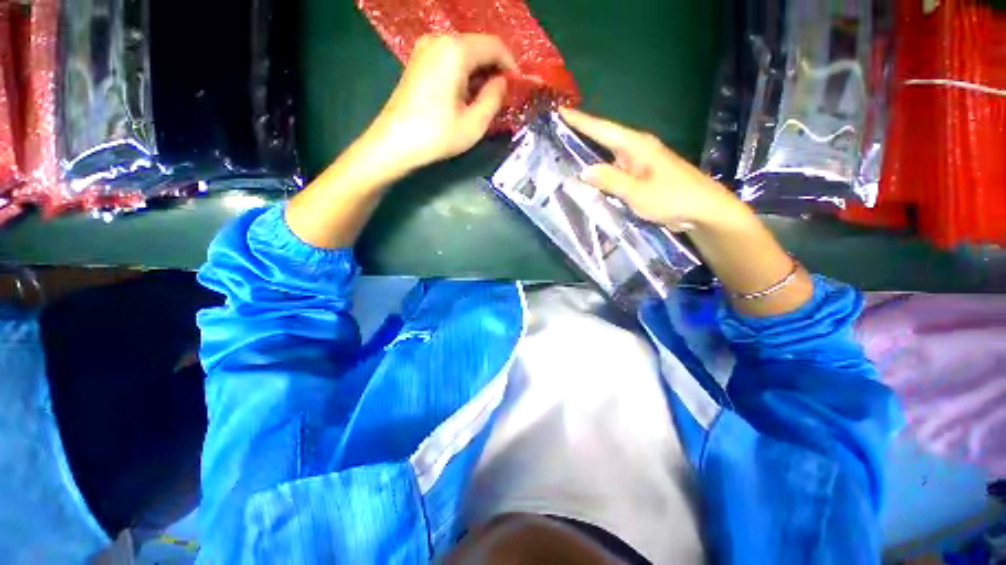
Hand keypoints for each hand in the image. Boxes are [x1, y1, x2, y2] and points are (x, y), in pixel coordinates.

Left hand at [361, 34, 516, 173]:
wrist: (394, 142)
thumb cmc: (436, 135)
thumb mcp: (474, 123)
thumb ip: (494, 98)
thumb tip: (502, 82)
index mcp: (456, 51)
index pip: (495, 46)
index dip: (511, 65)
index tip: (518, 87)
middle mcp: (439, 40)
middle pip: (478, 47)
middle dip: (495, 70)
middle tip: (504, 97)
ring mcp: (425, 49)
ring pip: (464, 54)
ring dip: (480, 73)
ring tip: (486, 101)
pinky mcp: (418, 61)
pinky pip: (450, 60)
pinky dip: (463, 74)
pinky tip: (466, 96)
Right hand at [559, 108, 742, 231]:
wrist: (703, 210)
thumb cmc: (673, 198)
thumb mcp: (638, 192)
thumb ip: (610, 180)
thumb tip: (585, 170)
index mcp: (636, 146)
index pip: (603, 129)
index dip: (581, 121)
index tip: (561, 111)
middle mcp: (637, 150)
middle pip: (604, 139)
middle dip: (582, 135)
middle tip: (557, 134)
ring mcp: (640, 163)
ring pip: (609, 156)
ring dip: (590, 154)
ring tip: (566, 154)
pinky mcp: (641, 176)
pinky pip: (615, 170)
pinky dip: (601, 172)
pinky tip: (590, 178)